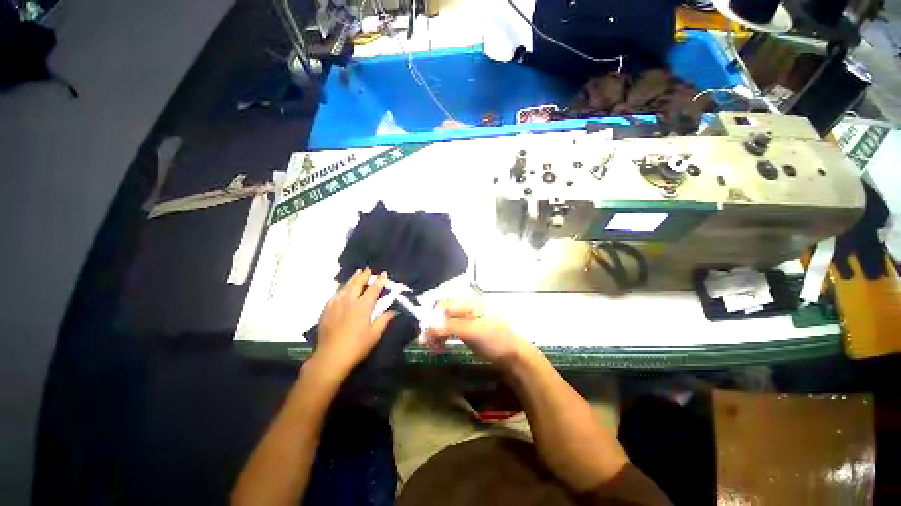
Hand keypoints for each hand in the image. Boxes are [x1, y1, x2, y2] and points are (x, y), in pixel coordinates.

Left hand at [311, 268, 394, 377]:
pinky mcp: (327, 310)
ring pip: (345, 286)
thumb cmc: (357, 346)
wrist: (331, 357)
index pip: (373, 289)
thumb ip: (384, 320)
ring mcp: (336, 305)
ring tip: (357, 273)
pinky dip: (342, 288)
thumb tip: (393, 311)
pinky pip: (335, 294)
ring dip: (352, 279)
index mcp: (363, 307)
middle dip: (364, 275)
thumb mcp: (375, 334)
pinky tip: (343, 289)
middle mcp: (349, 302)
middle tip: (368, 269)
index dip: (380, 281)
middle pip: (357, 283)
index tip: (384, 273)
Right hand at [422, 298, 527, 365]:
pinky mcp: (464, 329)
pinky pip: (447, 329)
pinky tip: (436, 345)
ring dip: (434, 332)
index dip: (432, 315)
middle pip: (441, 311)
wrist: (512, 355)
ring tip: (428, 345)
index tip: (424, 329)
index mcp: (468, 301)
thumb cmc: (495, 339)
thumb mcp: (473, 332)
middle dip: (431, 324)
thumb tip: (428, 327)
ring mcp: (464, 318)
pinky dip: (440, 336)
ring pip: (443, 321)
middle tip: (423, 340)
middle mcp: (464, 306)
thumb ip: (450, 327)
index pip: (444, 303)